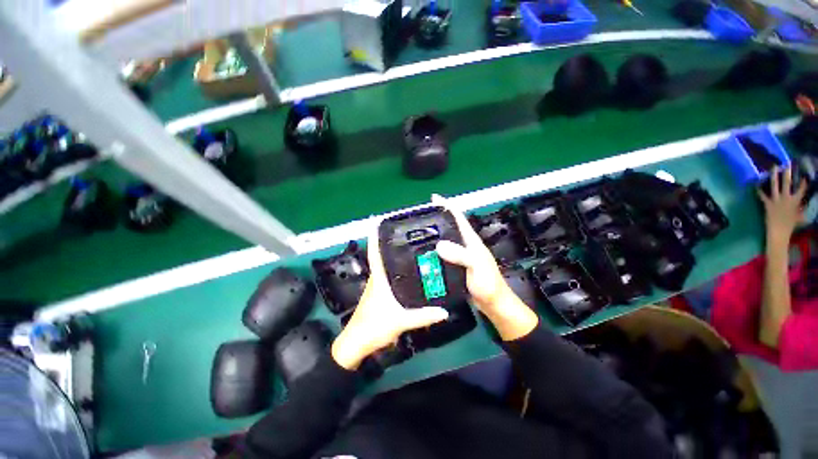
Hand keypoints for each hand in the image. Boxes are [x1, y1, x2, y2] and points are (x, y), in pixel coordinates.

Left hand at [331, 227, 448, 370]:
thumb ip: (423, 316)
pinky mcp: (380, 294)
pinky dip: (397, 270)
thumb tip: (444, 311)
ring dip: (395, 256)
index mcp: (378, 278)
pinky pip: (390, 276)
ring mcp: (378, 286)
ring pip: (387, 266)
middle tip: (410, 234)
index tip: (380, 222)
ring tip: (413, 248)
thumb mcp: (400, 321)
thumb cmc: (374, 327)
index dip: (375, 237)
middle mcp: (377, 278)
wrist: (357, 344)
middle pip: (384, 256)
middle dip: (392, 243)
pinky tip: (410, 271)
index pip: (375, 252)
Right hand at [432, 196, 538, 340]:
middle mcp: (466, 245)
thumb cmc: (488, 284)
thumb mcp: (476, 266)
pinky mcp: (457, 266)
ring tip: (417, 234)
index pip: (459, 218)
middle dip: (436, 219)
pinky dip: (433, 251)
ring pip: (445, 241)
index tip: (434, 198)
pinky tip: (424, 254)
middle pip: (450, 227)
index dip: (447, 206)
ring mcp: (461, 256)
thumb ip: (461, 255)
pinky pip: (443, 254)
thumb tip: (439, 244)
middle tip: (419, 218)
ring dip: (433, 236)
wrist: (493, 304)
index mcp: (471, 241)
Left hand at [758, 166, 806, 243]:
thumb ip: (801, 209)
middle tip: (787, 163)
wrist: (779, 232)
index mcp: (796, 201)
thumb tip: (804, 205)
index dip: (803, 182)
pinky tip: (756, 184)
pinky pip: (762, 195)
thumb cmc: (791, 225)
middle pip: (787, 183)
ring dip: (774, 176)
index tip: (804, 175)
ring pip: (775, 185)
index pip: (801, 189)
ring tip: (774, 167)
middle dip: (787, 172)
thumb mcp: (799, 216)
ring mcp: (776, 200)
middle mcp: (786, 198)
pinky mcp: (767, 204)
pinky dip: (759, 190)